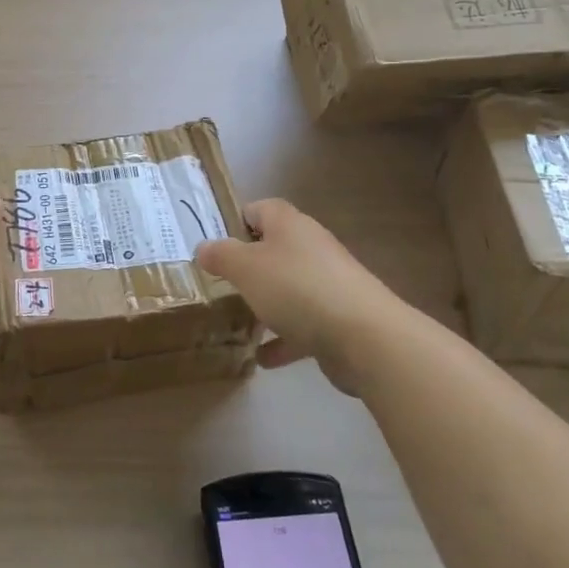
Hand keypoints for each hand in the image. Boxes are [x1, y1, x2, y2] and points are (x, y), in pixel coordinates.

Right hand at [195, 199, 400, 395]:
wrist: (365, 336)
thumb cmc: (297, 289)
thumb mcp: (245, 268)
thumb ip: (220, 256)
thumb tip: (204, 247)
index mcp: (289, 225)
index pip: (258, 209)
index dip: (235, 222)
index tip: (214, 246)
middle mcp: (311, 247)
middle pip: (274, 249)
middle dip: (248, 267)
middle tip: (221, 285)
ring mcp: (329, 283)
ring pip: (289, 287)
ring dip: (266, 303)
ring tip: (238, 321)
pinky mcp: (340, 318)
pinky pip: (303, 324)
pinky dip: (284, 339)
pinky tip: (264, 358)